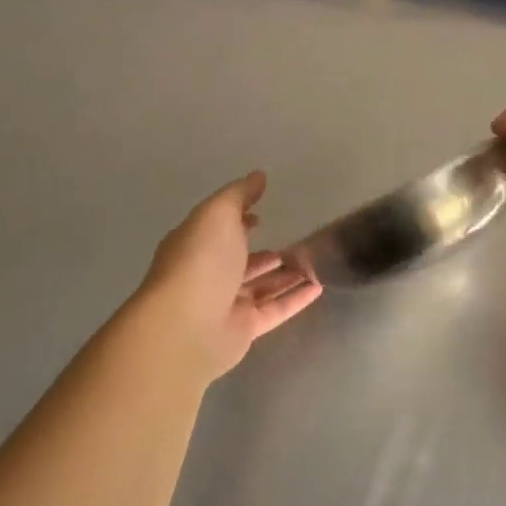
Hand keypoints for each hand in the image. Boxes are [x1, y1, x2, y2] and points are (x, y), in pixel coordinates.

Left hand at [131, 172, 321, 384]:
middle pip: (240, 263)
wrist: (186, 325)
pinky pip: (275, 310)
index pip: (219, 231)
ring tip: (315, 263)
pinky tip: (319, 287)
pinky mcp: (244, 329)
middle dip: (264, 253)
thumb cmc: (200, 260)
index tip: (262, 215)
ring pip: (261, 287)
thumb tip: (258, 176)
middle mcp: (209, 275)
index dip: (239, 222)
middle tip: (295, 242)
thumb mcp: (218, 213)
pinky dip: (296, 298)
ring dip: (286, 276)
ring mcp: (225, 305)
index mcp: (196, 245)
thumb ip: (239, 195)